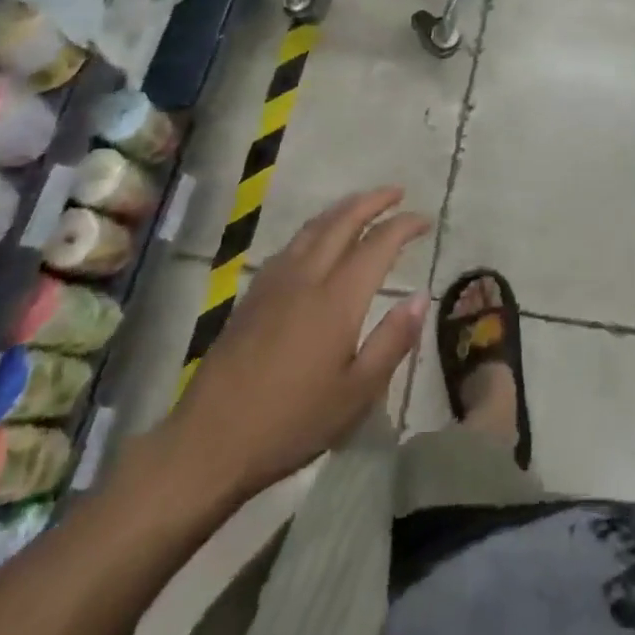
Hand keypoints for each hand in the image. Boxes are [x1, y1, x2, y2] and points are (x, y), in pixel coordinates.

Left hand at [154, 187, 429, 511]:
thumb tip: (420, 296)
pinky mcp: (253, 295)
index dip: (404, 225)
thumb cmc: (291, 423)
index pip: (378, 244)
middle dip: (373, 201)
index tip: (425, 219)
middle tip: (397, 192)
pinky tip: (317, 239)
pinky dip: (316, 228)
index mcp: (337, 298)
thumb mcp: (356, 394)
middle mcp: (307, 277)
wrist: (209, 442)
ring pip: (314, 227)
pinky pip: (292, 244)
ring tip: (362, 204)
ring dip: (343, 209)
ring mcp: (275, 283)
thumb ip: (392, 341)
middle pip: (343, 221)